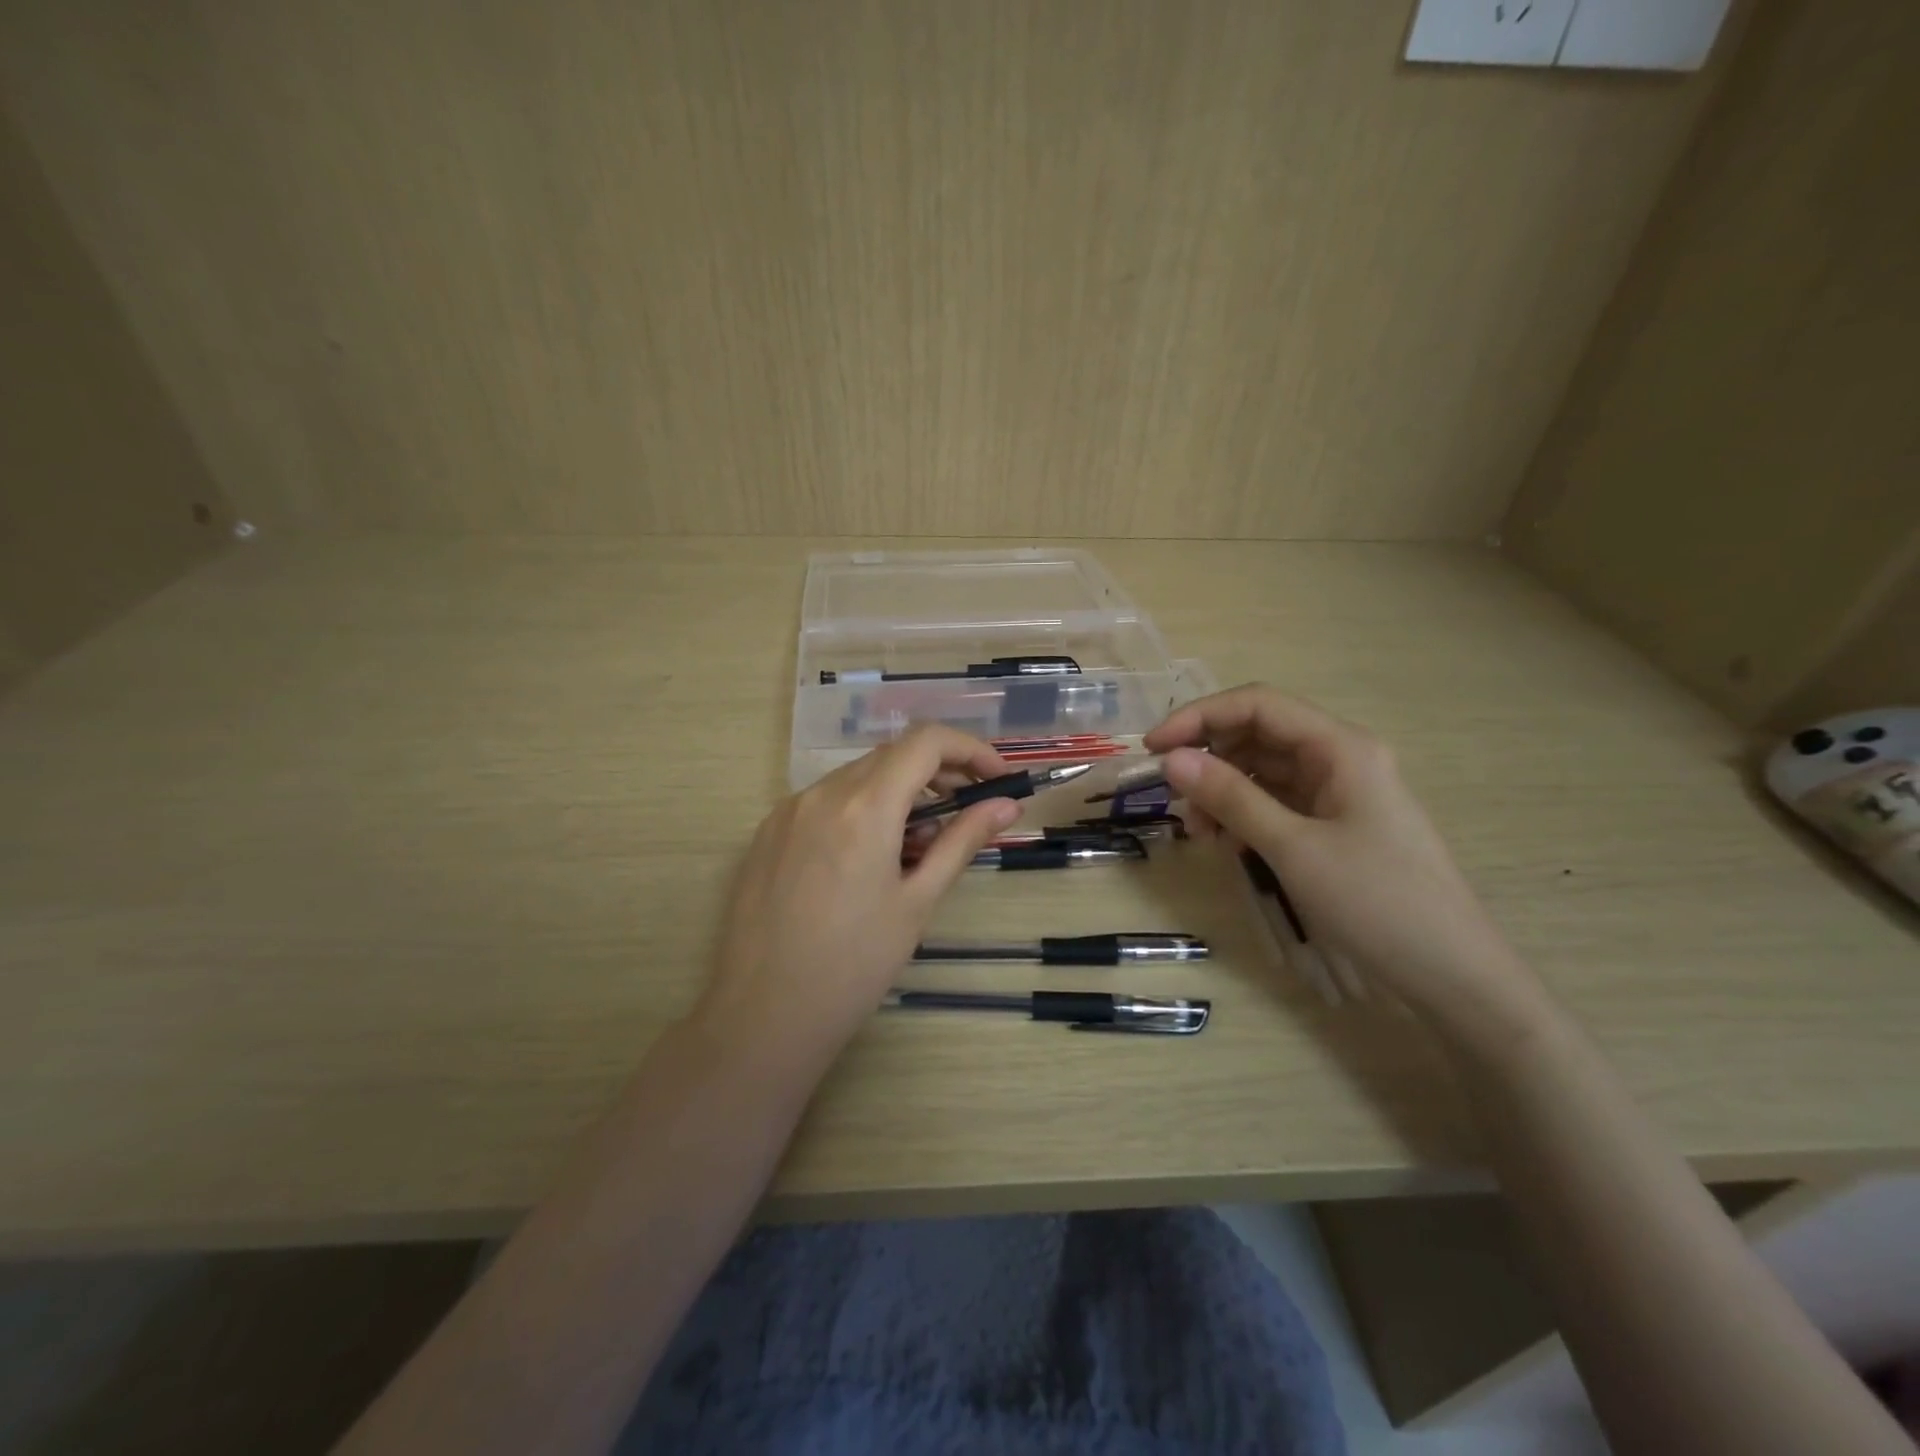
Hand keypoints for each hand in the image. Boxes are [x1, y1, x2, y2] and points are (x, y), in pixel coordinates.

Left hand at [692, 727, 1020, 1068]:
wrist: (763, 1015)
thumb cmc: (854, 965)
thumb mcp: (918, 902)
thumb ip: (962, 841)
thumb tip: (1006, 805)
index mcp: (864, 806)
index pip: (926, 741)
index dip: (970, 749)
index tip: (996, 780)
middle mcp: (821, 793)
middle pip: (892, 756)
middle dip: (939, 774)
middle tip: (968, 813)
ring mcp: (788, 810)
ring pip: (858, 778)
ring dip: (899, 793)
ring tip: (918, 847)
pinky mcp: (767, 832)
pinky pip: (825, 801)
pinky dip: (860, 810)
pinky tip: (868, 859)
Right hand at [1145, 685, 1533, 1021]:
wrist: (1451, 973)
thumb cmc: (1376, 902)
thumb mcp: (1293, 848)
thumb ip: (1231, 798)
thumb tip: (1171, 760)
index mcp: (1340, 747)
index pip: (1257, 705)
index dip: (1199, 717)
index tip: (1153, 747)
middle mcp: (1339, 758)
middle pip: (1257, 735)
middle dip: (1209, 759)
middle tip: (1173, 798)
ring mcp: (1338, 792)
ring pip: (1262, 771)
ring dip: (1222, 792)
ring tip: (1199, 833)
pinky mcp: (1334, 824)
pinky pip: (1276, 803)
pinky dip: (1243, 816)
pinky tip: (1226, 844)